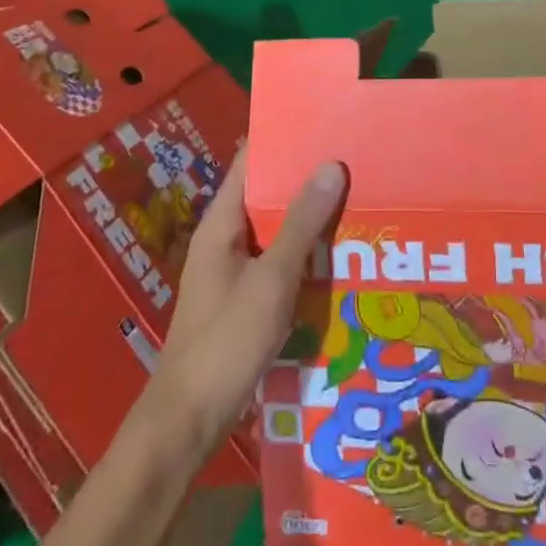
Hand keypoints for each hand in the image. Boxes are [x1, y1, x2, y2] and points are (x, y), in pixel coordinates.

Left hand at [152, 152, 347, 449]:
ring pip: (277, 229)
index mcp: (222, 223)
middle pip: (267, 194)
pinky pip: (279, 261)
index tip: (323, 122)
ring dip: (310, 216)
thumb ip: (302, 223)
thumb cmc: (225, 342)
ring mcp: (234, 271)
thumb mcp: (272, 279)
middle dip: (306, 177)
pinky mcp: (246, 299)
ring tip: (357, 197)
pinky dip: (305, 252)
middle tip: (353, 158)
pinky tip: (339, 253)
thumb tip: (331, 165)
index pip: (250, 162)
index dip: (282, 139)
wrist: (188, 423)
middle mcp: (226, 239)